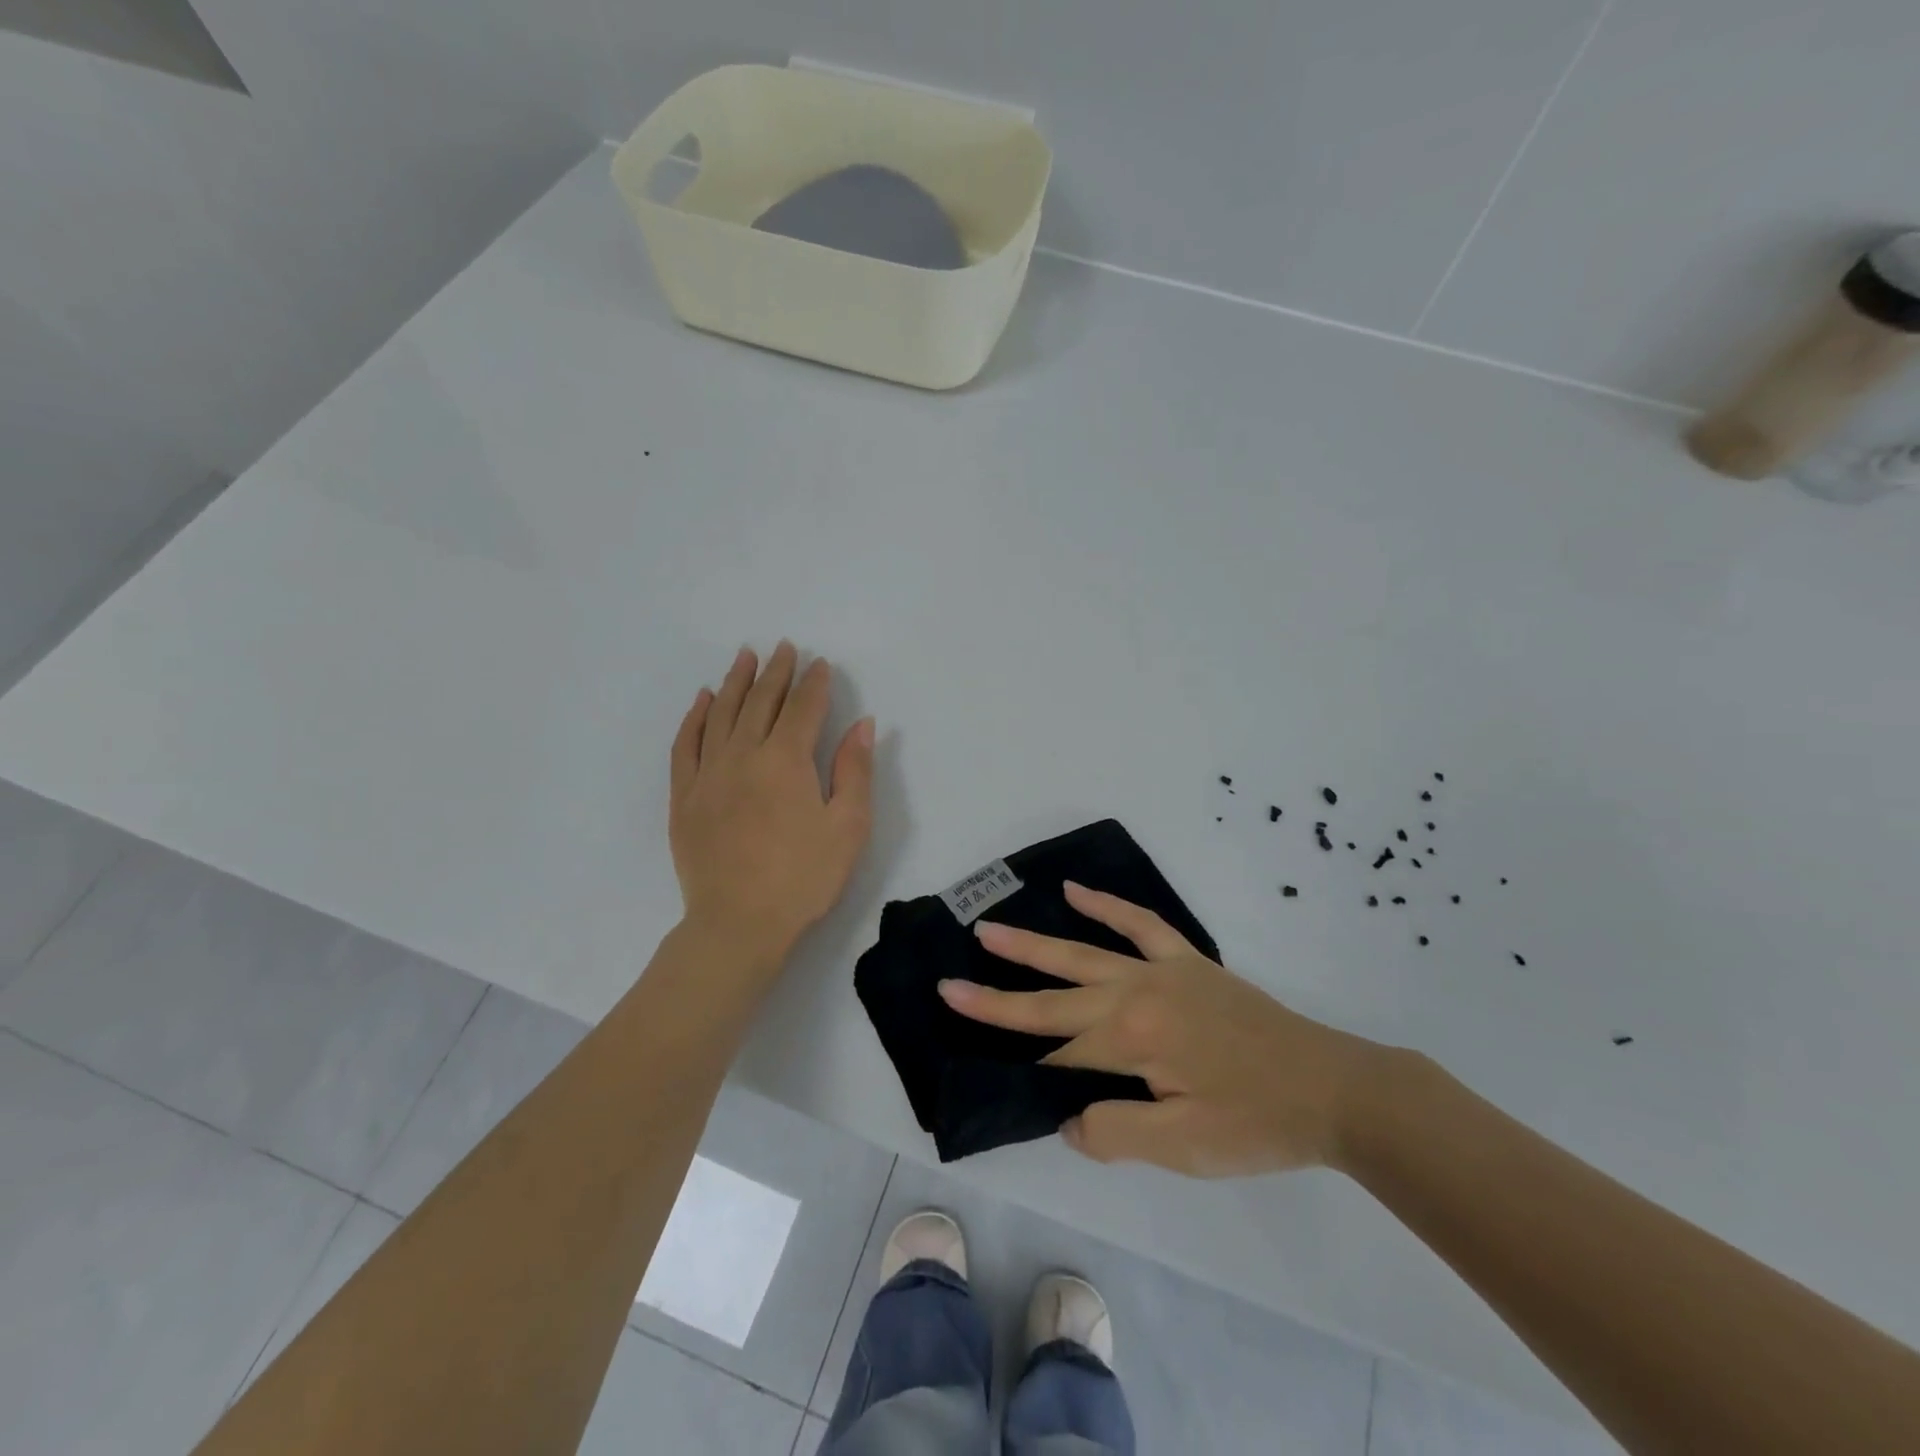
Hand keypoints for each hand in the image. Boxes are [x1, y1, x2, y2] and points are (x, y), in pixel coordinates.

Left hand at [670, 643, 874, 965]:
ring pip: (722, 714)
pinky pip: (686, 744)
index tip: (821, 664)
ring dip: (736, 682)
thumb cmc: (804, 877)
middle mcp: (743, 755)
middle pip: (761, 702)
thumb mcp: (848, 826)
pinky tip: (704, 700)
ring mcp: (708, 774)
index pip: (802, 707)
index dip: (814, 683)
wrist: (738, 924)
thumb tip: (862, 724)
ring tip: (745, 656)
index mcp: (786, 760)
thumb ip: (854, 770)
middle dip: (776, 672)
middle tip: (784, 648)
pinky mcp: (684, 797)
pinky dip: (696, 717)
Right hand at [939, 883, 1387, 1177]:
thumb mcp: (1184, 1148)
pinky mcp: (1187, 961)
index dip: (1034, 1073)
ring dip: (1033, 943)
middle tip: (950, 984)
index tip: (1001, 1080)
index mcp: (1133, 1039)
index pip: (1063, 1056)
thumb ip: (1115, 1132)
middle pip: (1055, 996)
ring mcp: (1161, 969)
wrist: (1333, 1087)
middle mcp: (1136, 992)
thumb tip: (1067, 1118)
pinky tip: (1075, 891)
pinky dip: (1106, 906)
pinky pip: (1139, 923)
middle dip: (999, 996)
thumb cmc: (1257, 1123)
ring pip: (1082, 953)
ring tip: (989, 929)